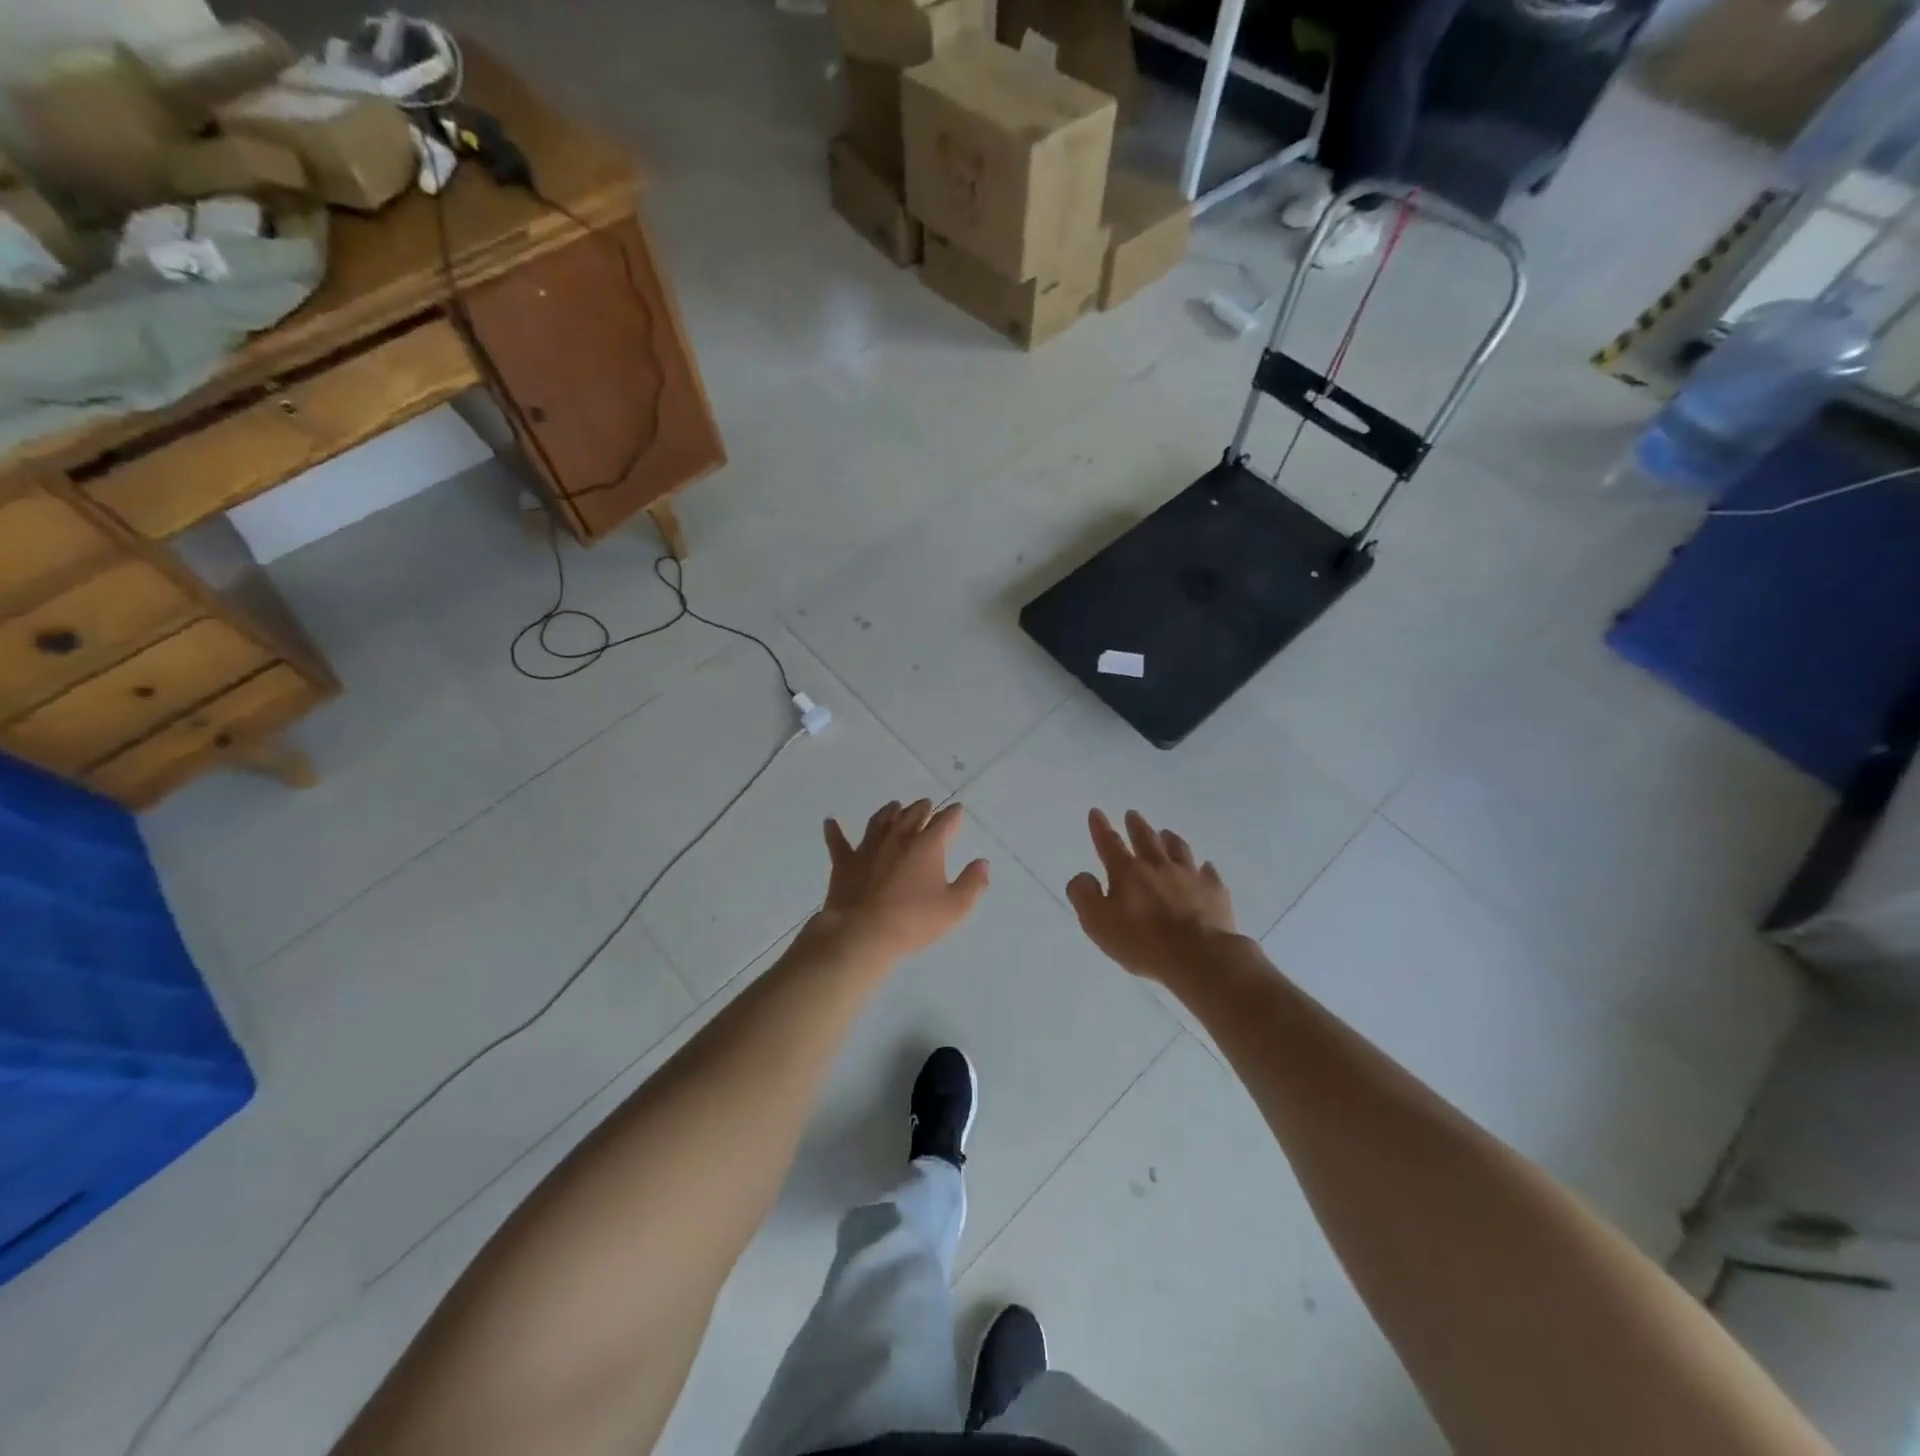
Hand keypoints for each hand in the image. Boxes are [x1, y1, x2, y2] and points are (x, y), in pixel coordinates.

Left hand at [817, 800, 990, 961]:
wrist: (863, 933)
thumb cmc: (914, 921)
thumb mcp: (955, 907)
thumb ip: (973, 883)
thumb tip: (982, 863)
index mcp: (928, 845)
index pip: (945, 821)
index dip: (954, 814)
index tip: (957, 811)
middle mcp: (898, 838)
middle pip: (912, 814)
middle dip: (923, 808)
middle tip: (927, 805)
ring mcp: (869, 847)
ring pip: (880, 820)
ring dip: (889, 811)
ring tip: (894, 806)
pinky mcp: (845, 862)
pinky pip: (838, 842)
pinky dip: (834, 831)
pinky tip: (829, 822)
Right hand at [1067, 809, 1238, 983]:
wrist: (1199, 956)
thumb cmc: (1142, 942)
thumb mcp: (1098, 923)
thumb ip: (1084, 896)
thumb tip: (1084, 876)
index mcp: (1127, 873)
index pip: (1109, 844)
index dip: (1100, 828)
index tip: (1096, 812)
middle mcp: (1158, 867)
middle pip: (1146, 839)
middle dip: (1136, 825)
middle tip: (1132, 814)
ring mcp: (1190, 876)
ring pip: (1178, 850)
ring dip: (1170, 840)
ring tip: (1166, 833)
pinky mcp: (1214, 891)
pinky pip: (1208, 873)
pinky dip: (1204, 868)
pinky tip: (1205, 868)